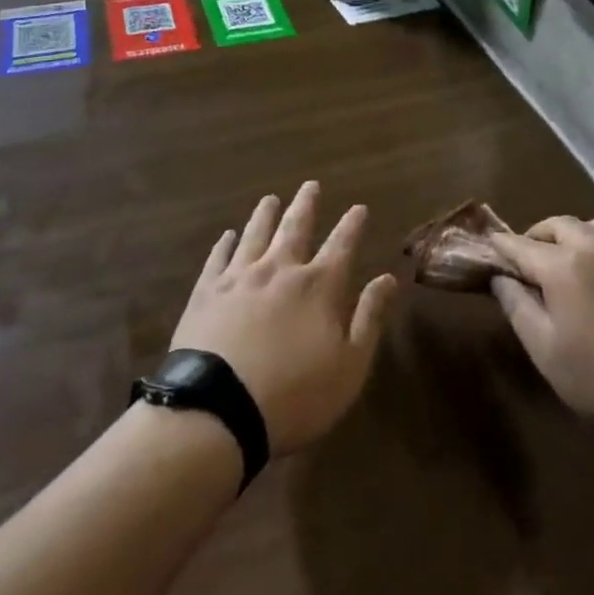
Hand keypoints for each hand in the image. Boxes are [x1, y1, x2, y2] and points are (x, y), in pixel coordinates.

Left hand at [169, 181, 396, 455]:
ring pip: (256, 235)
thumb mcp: (349, 366)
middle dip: (306, 205)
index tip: (359, 207)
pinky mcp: (206, 292)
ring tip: (270, 199)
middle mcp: (280, 270)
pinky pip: (218, 258)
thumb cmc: (295, 395)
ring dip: (265, 215)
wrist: (218, 409)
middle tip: (311, 185)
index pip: (341, 245)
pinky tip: (227, 236)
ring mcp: (239, 278)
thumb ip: (369, 318)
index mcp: (318, 286)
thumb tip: (387, 278)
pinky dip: (224, 244)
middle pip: (296, 228)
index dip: (352, 224)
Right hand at [489, 217, 593, 436]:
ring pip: (588, 226)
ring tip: (561, 261)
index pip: (522, 245)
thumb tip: (499, 277)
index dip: (502, 245)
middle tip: (525, 259)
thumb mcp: (544, 348)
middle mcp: (593, 246)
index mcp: (563, 265)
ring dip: (568, 235)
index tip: (489, 244)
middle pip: (556, 225)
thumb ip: (516, 306)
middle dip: (535, 236)